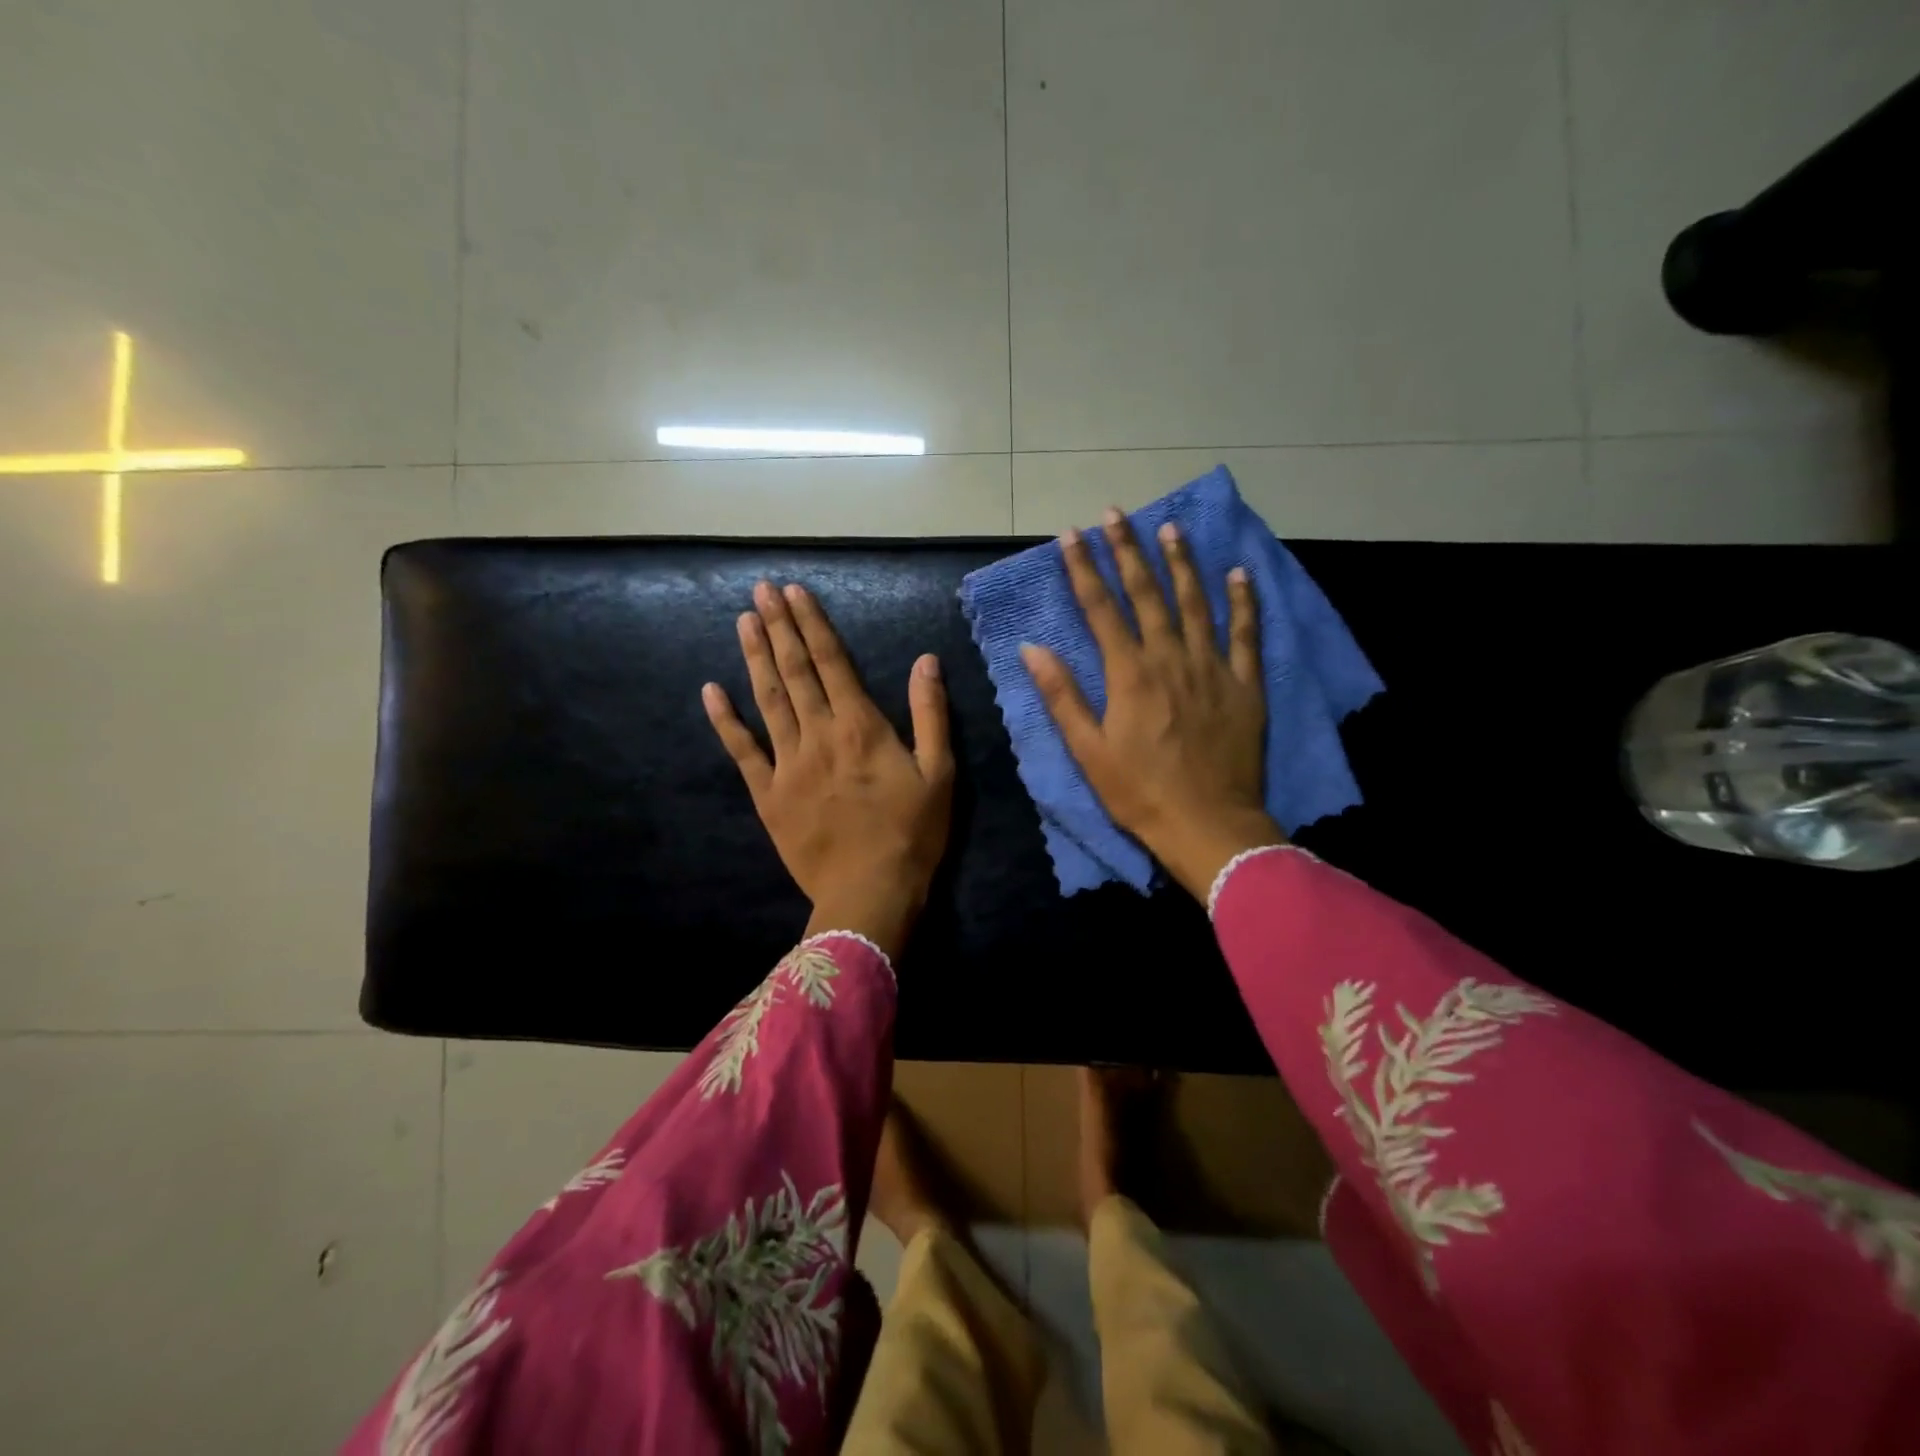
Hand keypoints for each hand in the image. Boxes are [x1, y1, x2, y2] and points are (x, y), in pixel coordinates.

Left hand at [704, 581, 953, 956]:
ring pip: (767, 700)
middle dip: (778, 627)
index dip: (812, 624)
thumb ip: (930, 713)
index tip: (794, 591)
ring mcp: (788, 764)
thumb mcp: (940, 772)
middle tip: (761, 589)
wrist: (869, 893)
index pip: (832, 662)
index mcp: (861, 726)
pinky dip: (725, 720)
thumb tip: (926, 660)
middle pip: (795, 671)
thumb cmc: (912, 834)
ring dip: (754, 658)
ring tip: (743, 621)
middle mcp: (819, 734)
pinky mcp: (768, 794)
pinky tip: (711, 690)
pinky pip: (742, 751)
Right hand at [1020, 508, 1284, 900]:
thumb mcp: (1089, 752)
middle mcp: (1171, 658)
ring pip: (1196, 603)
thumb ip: (1062, 696)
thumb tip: (1032, 649)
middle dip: (1129, 551)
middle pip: (1148, 594)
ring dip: (1181, 563)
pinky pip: (1247, 634)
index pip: (1101, 609)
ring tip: (1171, 527)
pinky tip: (1240, 573)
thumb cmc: (1140, 794)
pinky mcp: (1245, 686)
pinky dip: (1244, 601)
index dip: (1084, 569)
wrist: (1209, 826)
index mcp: (1130, 674)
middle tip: (1117, 514)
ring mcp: (1213, 668)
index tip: (1072, 535)